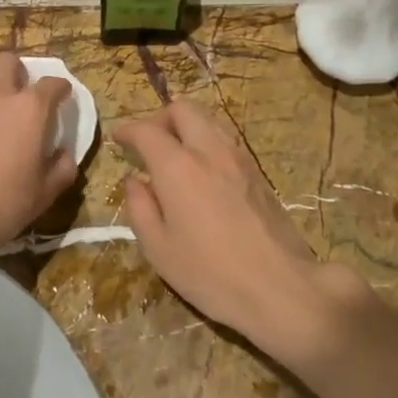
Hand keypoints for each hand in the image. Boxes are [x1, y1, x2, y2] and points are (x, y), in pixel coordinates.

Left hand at [0, 51, 77, 257]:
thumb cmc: (1, 202)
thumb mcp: (44, 194)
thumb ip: (61, 169)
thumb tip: (65, 154)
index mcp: (30, 109)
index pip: (52, 84)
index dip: (60, 89)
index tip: (62, 96)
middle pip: (8, 60)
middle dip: (17, 72)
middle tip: (17, 91)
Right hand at [113, 101, 371, 366]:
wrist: (279, 287)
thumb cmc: (209, 273)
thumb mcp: (158, 248)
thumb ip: (140, 207)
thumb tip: (134, 181)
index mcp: (178, 167)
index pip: (147, 130)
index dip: (128, 130)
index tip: (118, 138)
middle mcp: (209, 151)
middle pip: (183, 110)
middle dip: (160, 118)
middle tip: (148, 144)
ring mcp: (239, 159)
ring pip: (209, 121)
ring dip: (187, 129)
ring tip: (175, 158)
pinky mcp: (258, 173)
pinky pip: (226, 141)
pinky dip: (207, 144)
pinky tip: (203, 175)